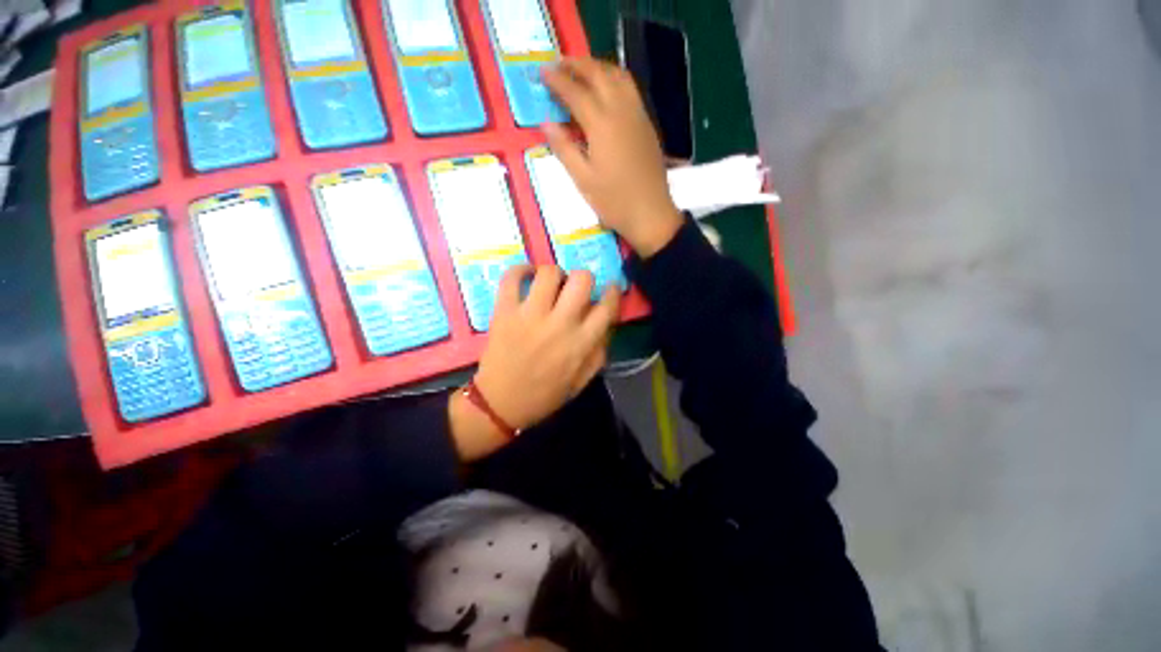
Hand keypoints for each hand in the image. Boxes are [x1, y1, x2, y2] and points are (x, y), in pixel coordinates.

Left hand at [449, 265, 619, 460]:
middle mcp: (559, 324)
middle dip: (584, 279)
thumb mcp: (582, 380)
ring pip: (549, 273)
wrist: (501, 403)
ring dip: (555, 274)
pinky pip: (511, 277)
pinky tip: (527, 276)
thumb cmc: (544, 395)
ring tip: (551, 284)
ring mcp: (529, 315)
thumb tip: (606, 323)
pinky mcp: (504, 311)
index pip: (606, 306)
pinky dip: (520, 270)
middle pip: (582, 280)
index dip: (612, 292)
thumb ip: (599, 351)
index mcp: (580, 343)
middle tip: (576, 289)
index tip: (609, 288)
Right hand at [543, 57, 683, 257]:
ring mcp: (637, 115)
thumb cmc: (614, 202)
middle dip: (576, 65)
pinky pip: (630, 89)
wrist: (650, 213)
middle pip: (598, 74)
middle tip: (558, 65)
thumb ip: (564, 149)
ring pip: (618, 76)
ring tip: (580, 72)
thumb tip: (546, 123)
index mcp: (601, 125)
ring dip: (597, 67)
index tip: (542, 73)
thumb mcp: (583, 181)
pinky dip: (614, 79)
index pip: (575, 92)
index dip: (557, 80)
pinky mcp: (647, 124)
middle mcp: (621, 111)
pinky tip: (606, 90)